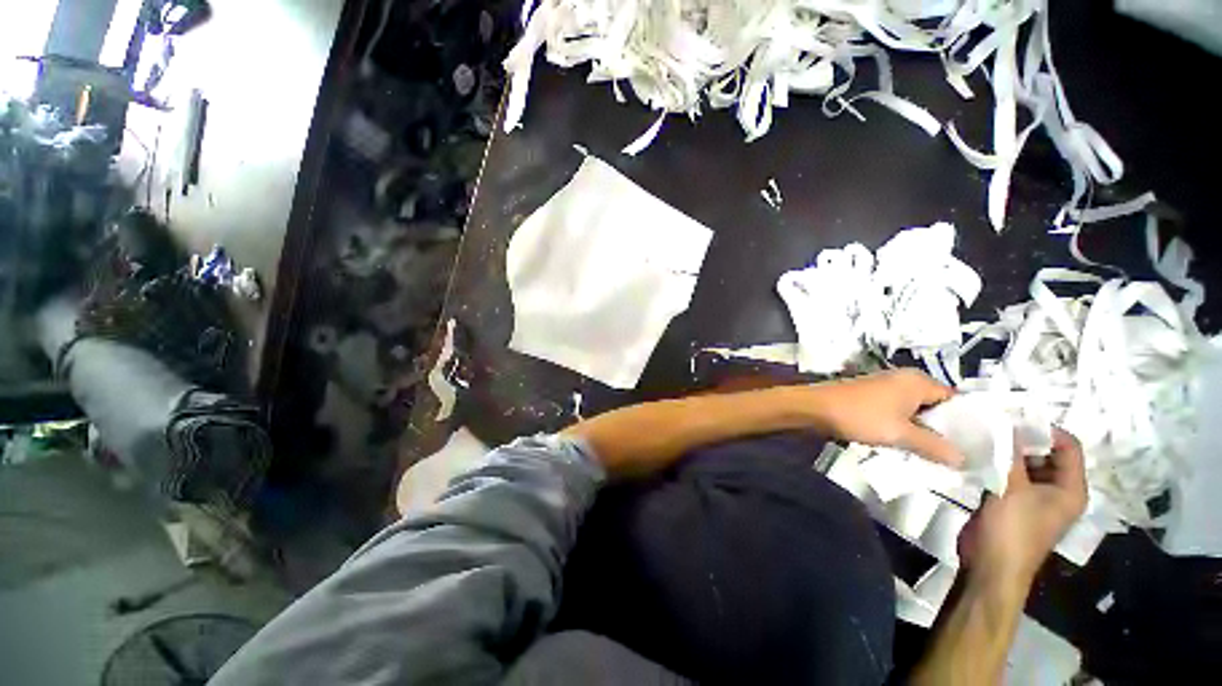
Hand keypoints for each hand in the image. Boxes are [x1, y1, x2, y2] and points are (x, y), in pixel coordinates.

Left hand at [806, 369, 962, 465]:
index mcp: (917, 381)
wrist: (815, 407)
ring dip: (921, 430)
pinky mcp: (871, 396)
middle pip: (935, 406)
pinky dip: (903, 426)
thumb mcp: (900, 434)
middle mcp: (904, 379)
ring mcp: (886, 386)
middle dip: (942, 429)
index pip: (955, 400)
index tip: (972, 447)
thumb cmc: (861, 416)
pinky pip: (897, 412)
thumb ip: (934, 446)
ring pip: (914, 411)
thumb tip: (964, 459)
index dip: (965, 423)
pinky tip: (905, 445)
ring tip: (932, 455)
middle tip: (953, 456)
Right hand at [958, 428, 1087, 584]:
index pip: (1068, 447)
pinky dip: (995, 463)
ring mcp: (1032, 497)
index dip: (1046, 430)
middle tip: (993, 424)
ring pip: (1024, 463)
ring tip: (981, 435)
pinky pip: (1008, 474)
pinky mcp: (1011, 501)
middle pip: (1046, 453)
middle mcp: (1056, 490)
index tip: (1014, 418)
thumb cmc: (1012, 529)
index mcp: (1070, 489)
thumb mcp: (1013, 488)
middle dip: (1022, 438)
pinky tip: (976, 453)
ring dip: (1006, 450)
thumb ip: (1011, 454)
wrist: (990, 565)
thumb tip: (1005, 423)